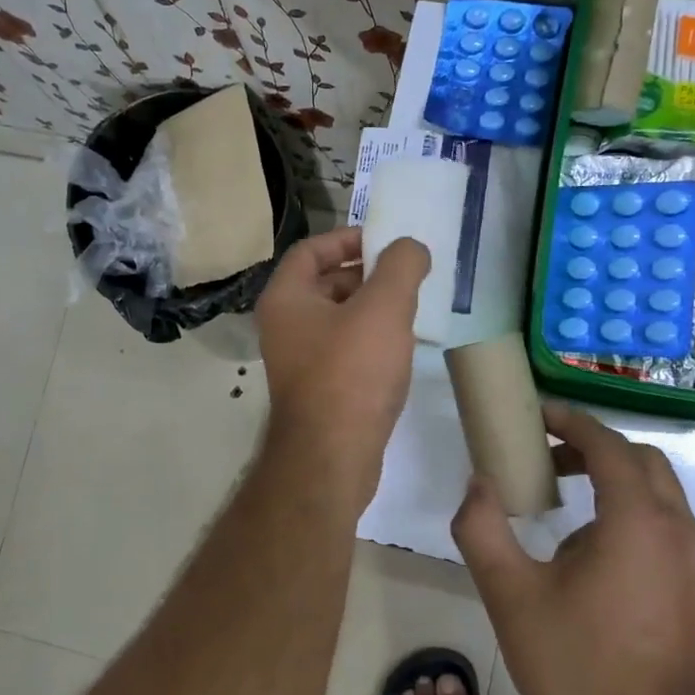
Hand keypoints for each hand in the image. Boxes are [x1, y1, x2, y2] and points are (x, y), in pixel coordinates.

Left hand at [256, 227, 429, 505]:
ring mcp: (298, 360)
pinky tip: (399, 349)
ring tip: (411, 310)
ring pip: (337, 319)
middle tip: (407, 278)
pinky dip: (369, 341)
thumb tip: (410, 247)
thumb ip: (400, 266)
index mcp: (286, 298)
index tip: (387, 243)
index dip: (348, 238)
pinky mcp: (317, 389)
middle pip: (324, 283)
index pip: (311, 250)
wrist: (331, 456)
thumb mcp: (383, 308)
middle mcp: (283, 325)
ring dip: (371, 309)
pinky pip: (343, 351)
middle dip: (366, 275)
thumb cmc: (351, 373)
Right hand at [451, 404, 694, 694]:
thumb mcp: (509, 596)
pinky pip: (673, 533)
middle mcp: (681, 532)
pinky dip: (638, 520)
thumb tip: (479, 483)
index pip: (609, 445)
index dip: (572, 422)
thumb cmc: (575, 667)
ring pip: (663, 498)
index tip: (538, 416)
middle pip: (643, 462)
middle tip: (549, 460)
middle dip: (595, 450)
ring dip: (617, 486)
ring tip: (569, 514)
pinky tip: (603, 561)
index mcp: (638, 522)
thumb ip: (483, 528)